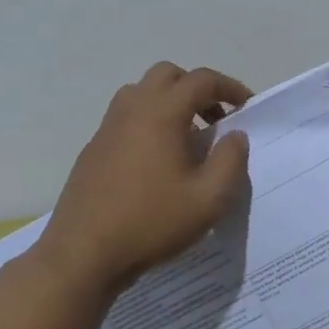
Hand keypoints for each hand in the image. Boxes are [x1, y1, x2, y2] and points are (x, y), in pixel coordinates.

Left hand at [43, 62, 251, 295]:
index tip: (246, 106)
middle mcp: (132, 108)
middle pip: (168, 75)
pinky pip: (126, 118)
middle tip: (215, 119)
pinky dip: (148, 122)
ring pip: (142, 92)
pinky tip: (157, 162)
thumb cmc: (151, 222)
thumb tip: (235, 135)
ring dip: (170, 102)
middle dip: (196, 88)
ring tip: (187, 138)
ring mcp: (107, 127)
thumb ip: (230, 160)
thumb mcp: (209, 199)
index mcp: (162, 112)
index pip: (201, 80)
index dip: (229, 87)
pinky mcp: (93, 148)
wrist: (82, 253)